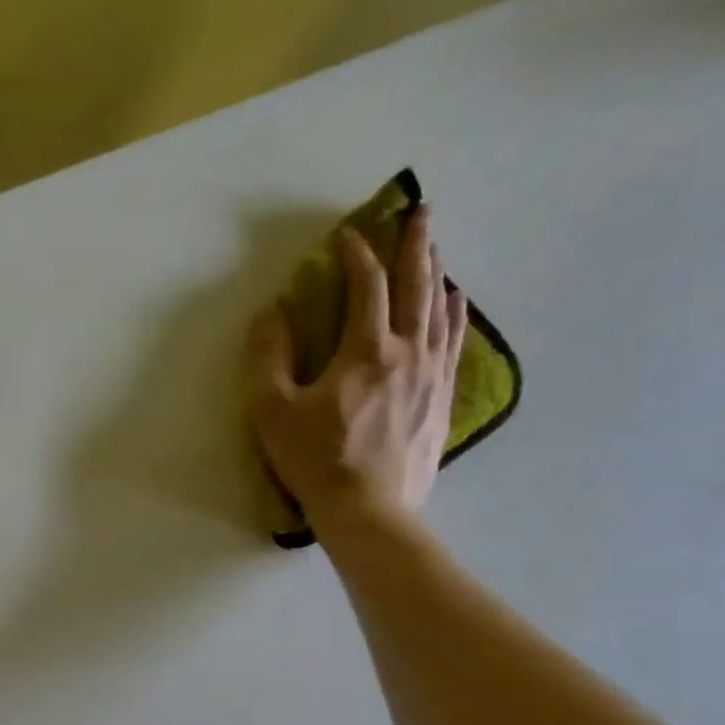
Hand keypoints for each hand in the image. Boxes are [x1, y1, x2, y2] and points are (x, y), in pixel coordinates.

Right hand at [247, 205, 468, 528]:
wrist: (368, 512)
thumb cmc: (315, 461)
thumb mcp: (272, 410)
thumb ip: (268, 356)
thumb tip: (274, 311)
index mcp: (366, 350)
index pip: (366, 286)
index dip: (356, 255)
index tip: (347, 236)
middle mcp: (409, 352)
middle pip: (417, 285)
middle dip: (417, 244)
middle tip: (421, 211)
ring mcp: (432, 376)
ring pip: (442, 310)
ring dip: (438, 273)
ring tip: (436, 250)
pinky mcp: (442, 400)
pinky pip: (454, 342)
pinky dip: (456, 313)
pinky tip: (456, 302)